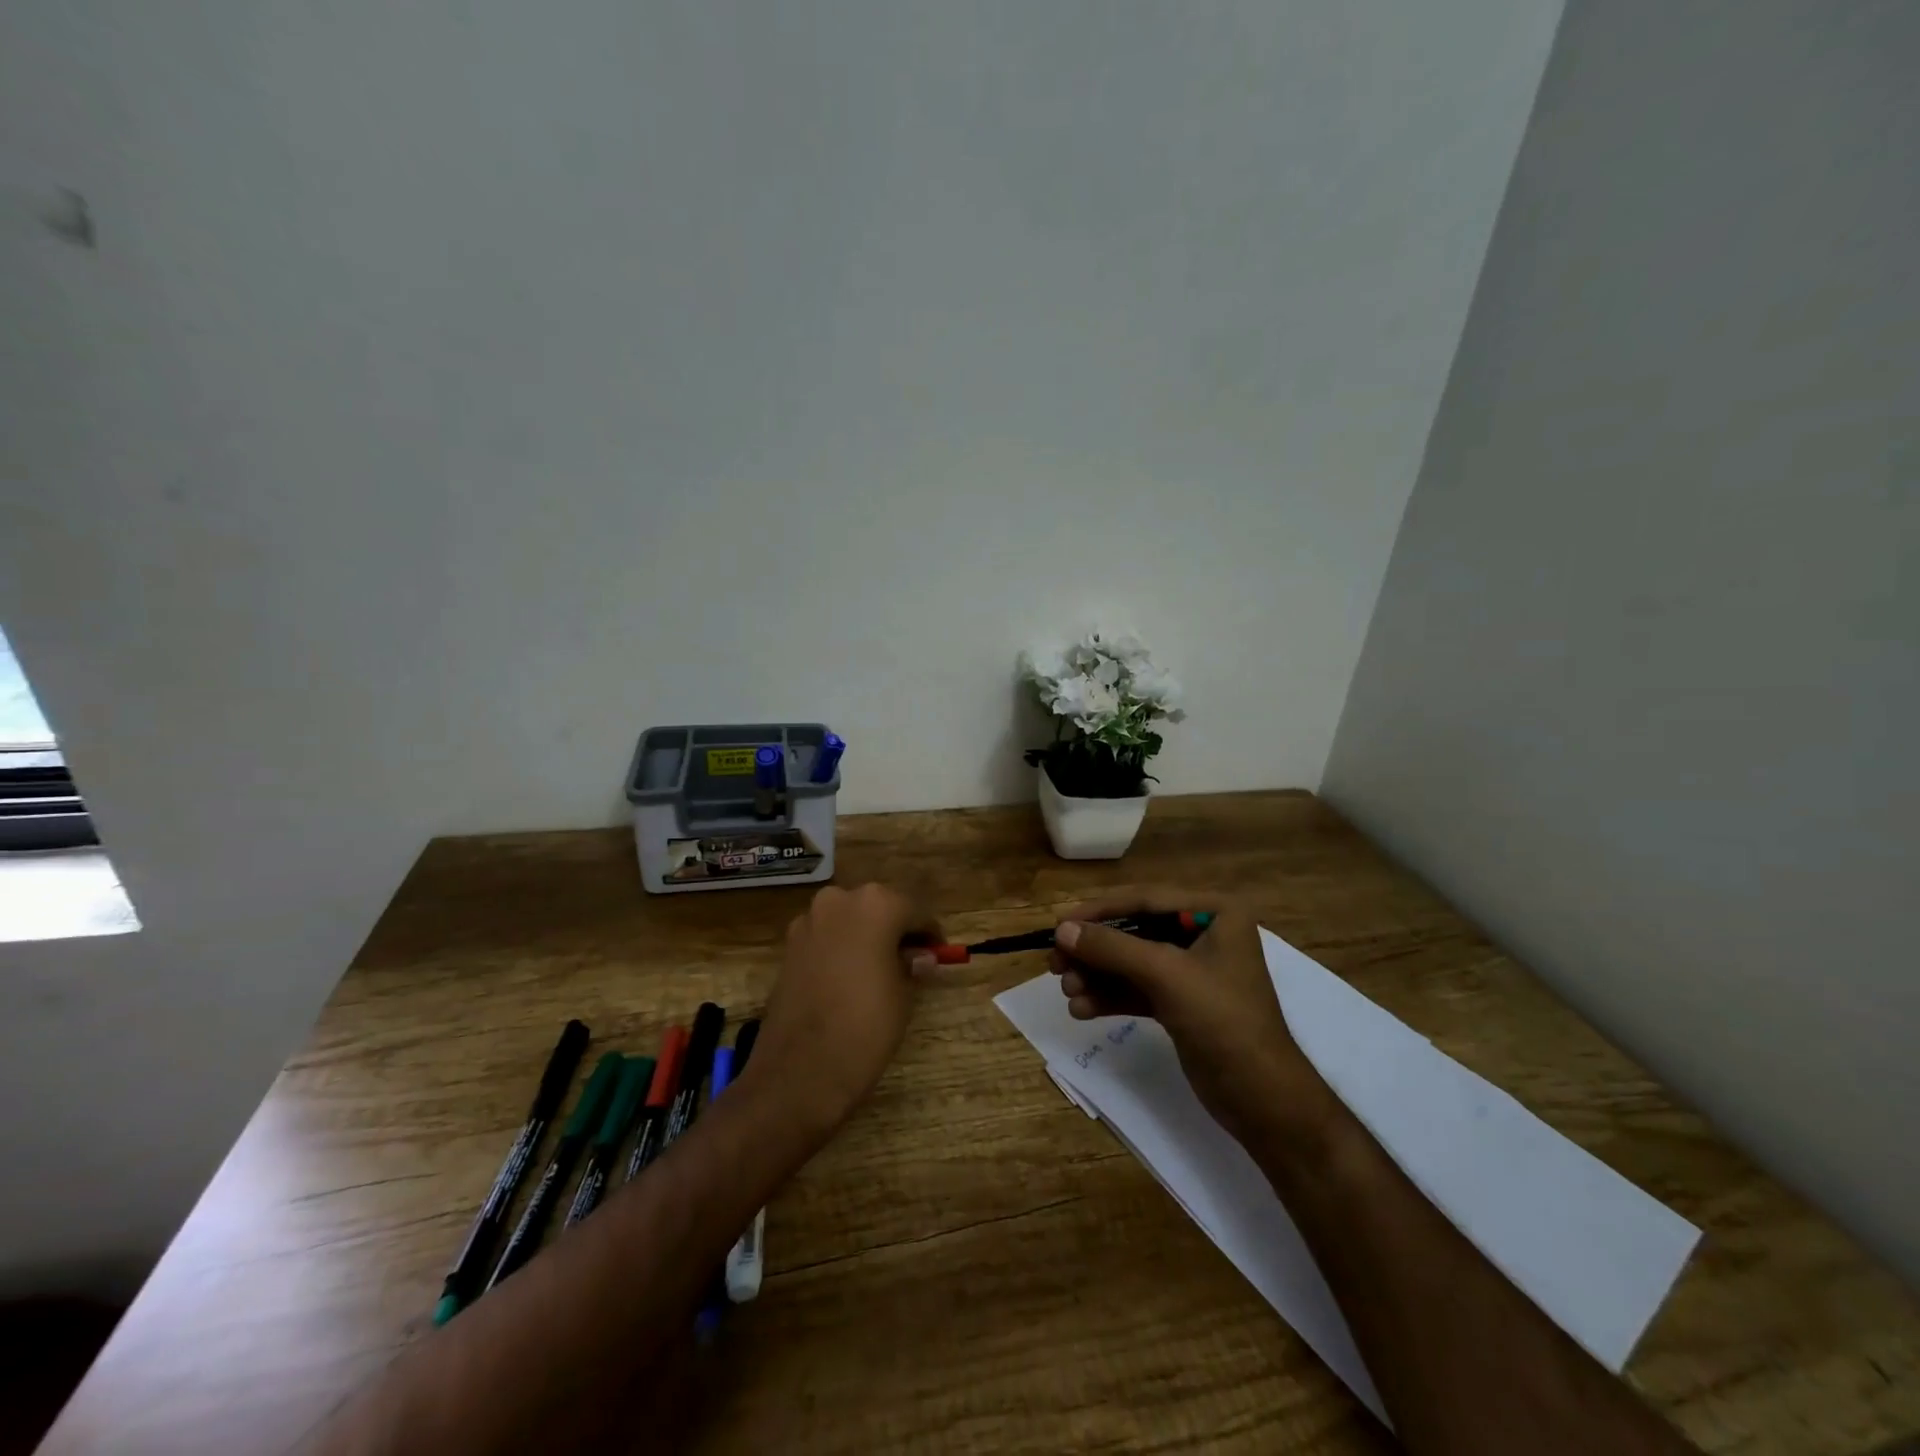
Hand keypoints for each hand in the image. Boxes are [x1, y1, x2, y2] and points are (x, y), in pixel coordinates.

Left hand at [746, 883, 940, 1136]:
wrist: (799, 1069)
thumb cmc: (865, 1026)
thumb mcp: (904, 995)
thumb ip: (912, 965)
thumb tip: (919, 956)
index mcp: (876, 904)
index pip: (915, 910)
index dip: (929, 933)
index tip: (938, 953)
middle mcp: (840, 899)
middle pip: (878, 906)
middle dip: (895, 929)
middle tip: (911, 959)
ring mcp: (809, 920)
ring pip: (849, 918)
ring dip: (866, 935)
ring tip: (880, 969)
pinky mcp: (789, 944)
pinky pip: (826, 936)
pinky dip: (841, 948)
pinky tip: (849, 977)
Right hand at [1050, 889, 1339, 1149]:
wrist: (1263, 1101)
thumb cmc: (1223, 1022)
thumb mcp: (1166, 975)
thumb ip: (1112, 948)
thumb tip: (1061, 930)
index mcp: (1214, 911)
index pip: (1145, 899)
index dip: (1098, 910)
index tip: (1058, 923)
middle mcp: (1204, 933)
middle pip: (1134, 931)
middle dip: (1094, 949)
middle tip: (1054, 963)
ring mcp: (1192, 970)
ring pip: (1131, 962)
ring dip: (1097, 975)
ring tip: (1067, 991)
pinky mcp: (1181, 1003)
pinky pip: (1137, 989)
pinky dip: (1109, 996)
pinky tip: (1082, 1009)